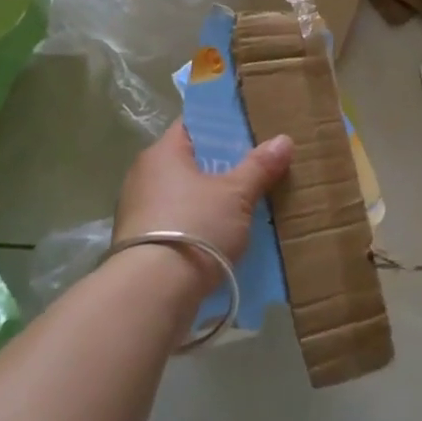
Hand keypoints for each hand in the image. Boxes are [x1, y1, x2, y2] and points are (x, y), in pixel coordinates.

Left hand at [113, 121, 293, 293]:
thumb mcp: (235, 195)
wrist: (151, 294)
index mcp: (162, 153)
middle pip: (189, 161)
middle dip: (220, 166)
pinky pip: (176, 223)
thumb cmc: (194, 227)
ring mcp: (137, 212)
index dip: (221, 126)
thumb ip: (259, 166)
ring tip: (244, 205)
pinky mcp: (138, 246)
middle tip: (254, 168)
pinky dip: (197, 226)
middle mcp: (143, 176)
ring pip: (182, 195)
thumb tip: (284, 139)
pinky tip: (222, 237)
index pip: (193, 126)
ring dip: (208, 200)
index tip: (248, 131)